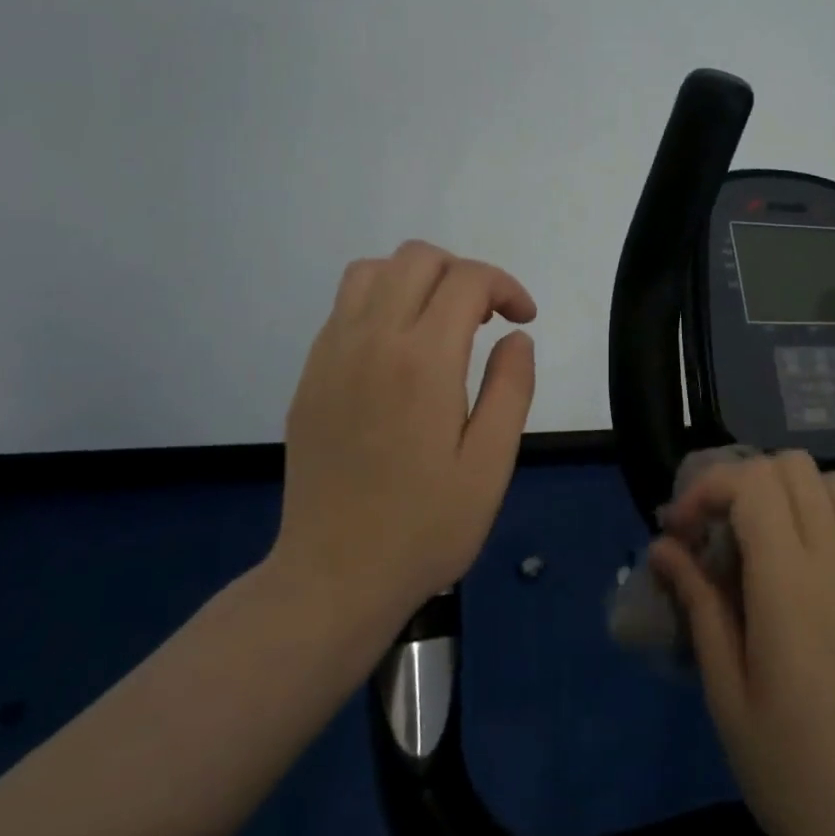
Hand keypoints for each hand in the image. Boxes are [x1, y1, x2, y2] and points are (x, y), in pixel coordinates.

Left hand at [274, 240, 536, 630]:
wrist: (334, 577)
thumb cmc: (425, 527)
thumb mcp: (491, 465)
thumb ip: (511, 388)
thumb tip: (517, 336)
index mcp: (423, 361)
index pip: (467, 280)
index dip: (505, 286)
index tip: (523, 318)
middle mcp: (372, 340)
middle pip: (418, 258)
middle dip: (463, 272)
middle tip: (486, 318)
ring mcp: (332, 353)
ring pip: (372, 270)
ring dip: (416, 278)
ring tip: (440, 322)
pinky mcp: (311, 374)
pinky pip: (344, 306)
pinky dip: (380, 301)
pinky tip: (399, 350)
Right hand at [651, 453, 834, 835]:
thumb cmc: (792, 770)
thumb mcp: (726, 692)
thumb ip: (697, 603)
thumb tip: (662, 547)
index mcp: (791, 582)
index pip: (750, 483)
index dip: (705, 490)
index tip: (678, 531)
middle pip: (789, 466)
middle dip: (739, 481)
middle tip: (711, 530)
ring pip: (828, 479)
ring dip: (784, 488)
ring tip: (754, 536)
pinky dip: (819, 507)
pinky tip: (796, 559)